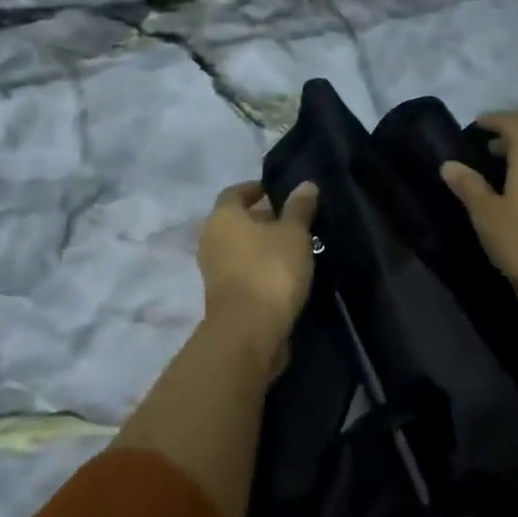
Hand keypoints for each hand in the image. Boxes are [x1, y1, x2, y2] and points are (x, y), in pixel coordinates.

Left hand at [195, 180, 319, 373]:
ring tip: (294, 248)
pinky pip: (242, 271)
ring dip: (262, 246)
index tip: (276, 191)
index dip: (255, 189)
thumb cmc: (270, 270)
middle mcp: (211, 239)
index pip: (235, 192)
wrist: (248, 331)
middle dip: (263, 219)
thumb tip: (306, 184)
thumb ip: (299, 208)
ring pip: (240, 248)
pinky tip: (285, 273)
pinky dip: (260, 267)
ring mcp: (213, 270)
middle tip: (293, 221)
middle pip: (237, 221)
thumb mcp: (293, 234)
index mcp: (223, 217)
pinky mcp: (222, 296)